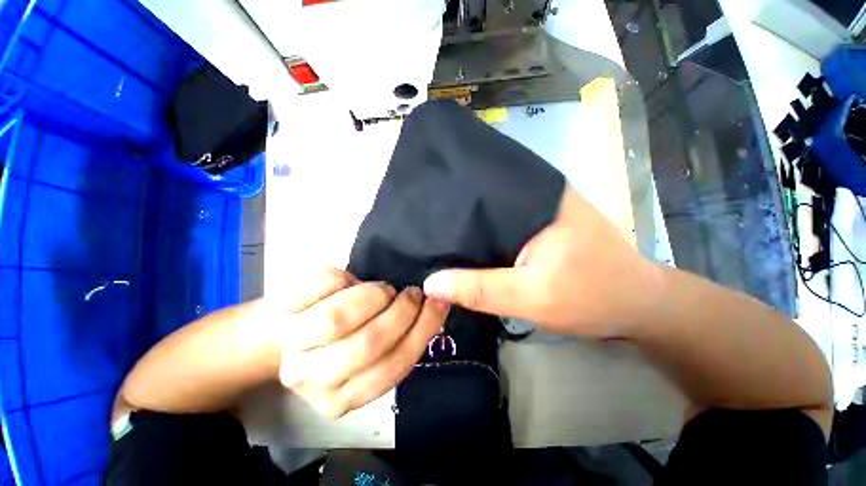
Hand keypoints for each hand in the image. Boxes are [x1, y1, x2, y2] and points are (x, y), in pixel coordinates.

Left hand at [277, 269, 449, 417]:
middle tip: (412, 294)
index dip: (421, 329)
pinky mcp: (284, 311)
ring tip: (384, 290)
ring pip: (338, 318)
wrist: (290, 330)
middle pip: (367, 344)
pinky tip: (350, 281)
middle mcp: (316, 381)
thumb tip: (436, 305)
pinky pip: (320, 286)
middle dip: (401, 312)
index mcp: (346, 397)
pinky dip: (341, 277)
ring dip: (373, 296)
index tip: (436, 303)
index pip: (393, 366)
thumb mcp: (378, 350)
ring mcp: (294, 345)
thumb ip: (404, 338)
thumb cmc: (344, 339)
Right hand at [423, 187, 660, 338]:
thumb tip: (431, 283)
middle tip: (420, 228)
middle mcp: (534, 197)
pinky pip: (500, 230)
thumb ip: (480, 289)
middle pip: (483, 203)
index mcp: (535, 198)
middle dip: (455, 217)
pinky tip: (463, 248)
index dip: (449, 203)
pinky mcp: (537, 228)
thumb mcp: (533, 298)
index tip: (419, 214)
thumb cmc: (593, 297)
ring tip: (434, 236)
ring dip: (468, 229)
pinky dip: (483, 239)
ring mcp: (536, 212)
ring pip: (490, 217)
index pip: (480, 191)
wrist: (638, 306)